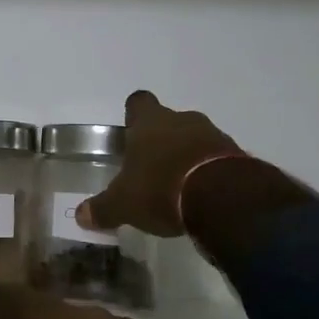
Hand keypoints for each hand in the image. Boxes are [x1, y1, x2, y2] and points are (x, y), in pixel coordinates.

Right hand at [76, 90, 242, 237]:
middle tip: (151, 166)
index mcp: (149, 122)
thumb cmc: (161, 189)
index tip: (131, 131)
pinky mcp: (237, 157)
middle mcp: (182, 120)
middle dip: (161, 140)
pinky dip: (209, 172)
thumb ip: (103, 208)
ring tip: (178, 185)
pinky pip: (218, 158)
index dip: (134, 115)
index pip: (138, 103)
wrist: (224, 199)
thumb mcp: (124, 204)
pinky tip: (202, 196)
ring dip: (187, 155)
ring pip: (195, 138)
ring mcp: (213, 135)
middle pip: (169, 121)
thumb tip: (80, 216)